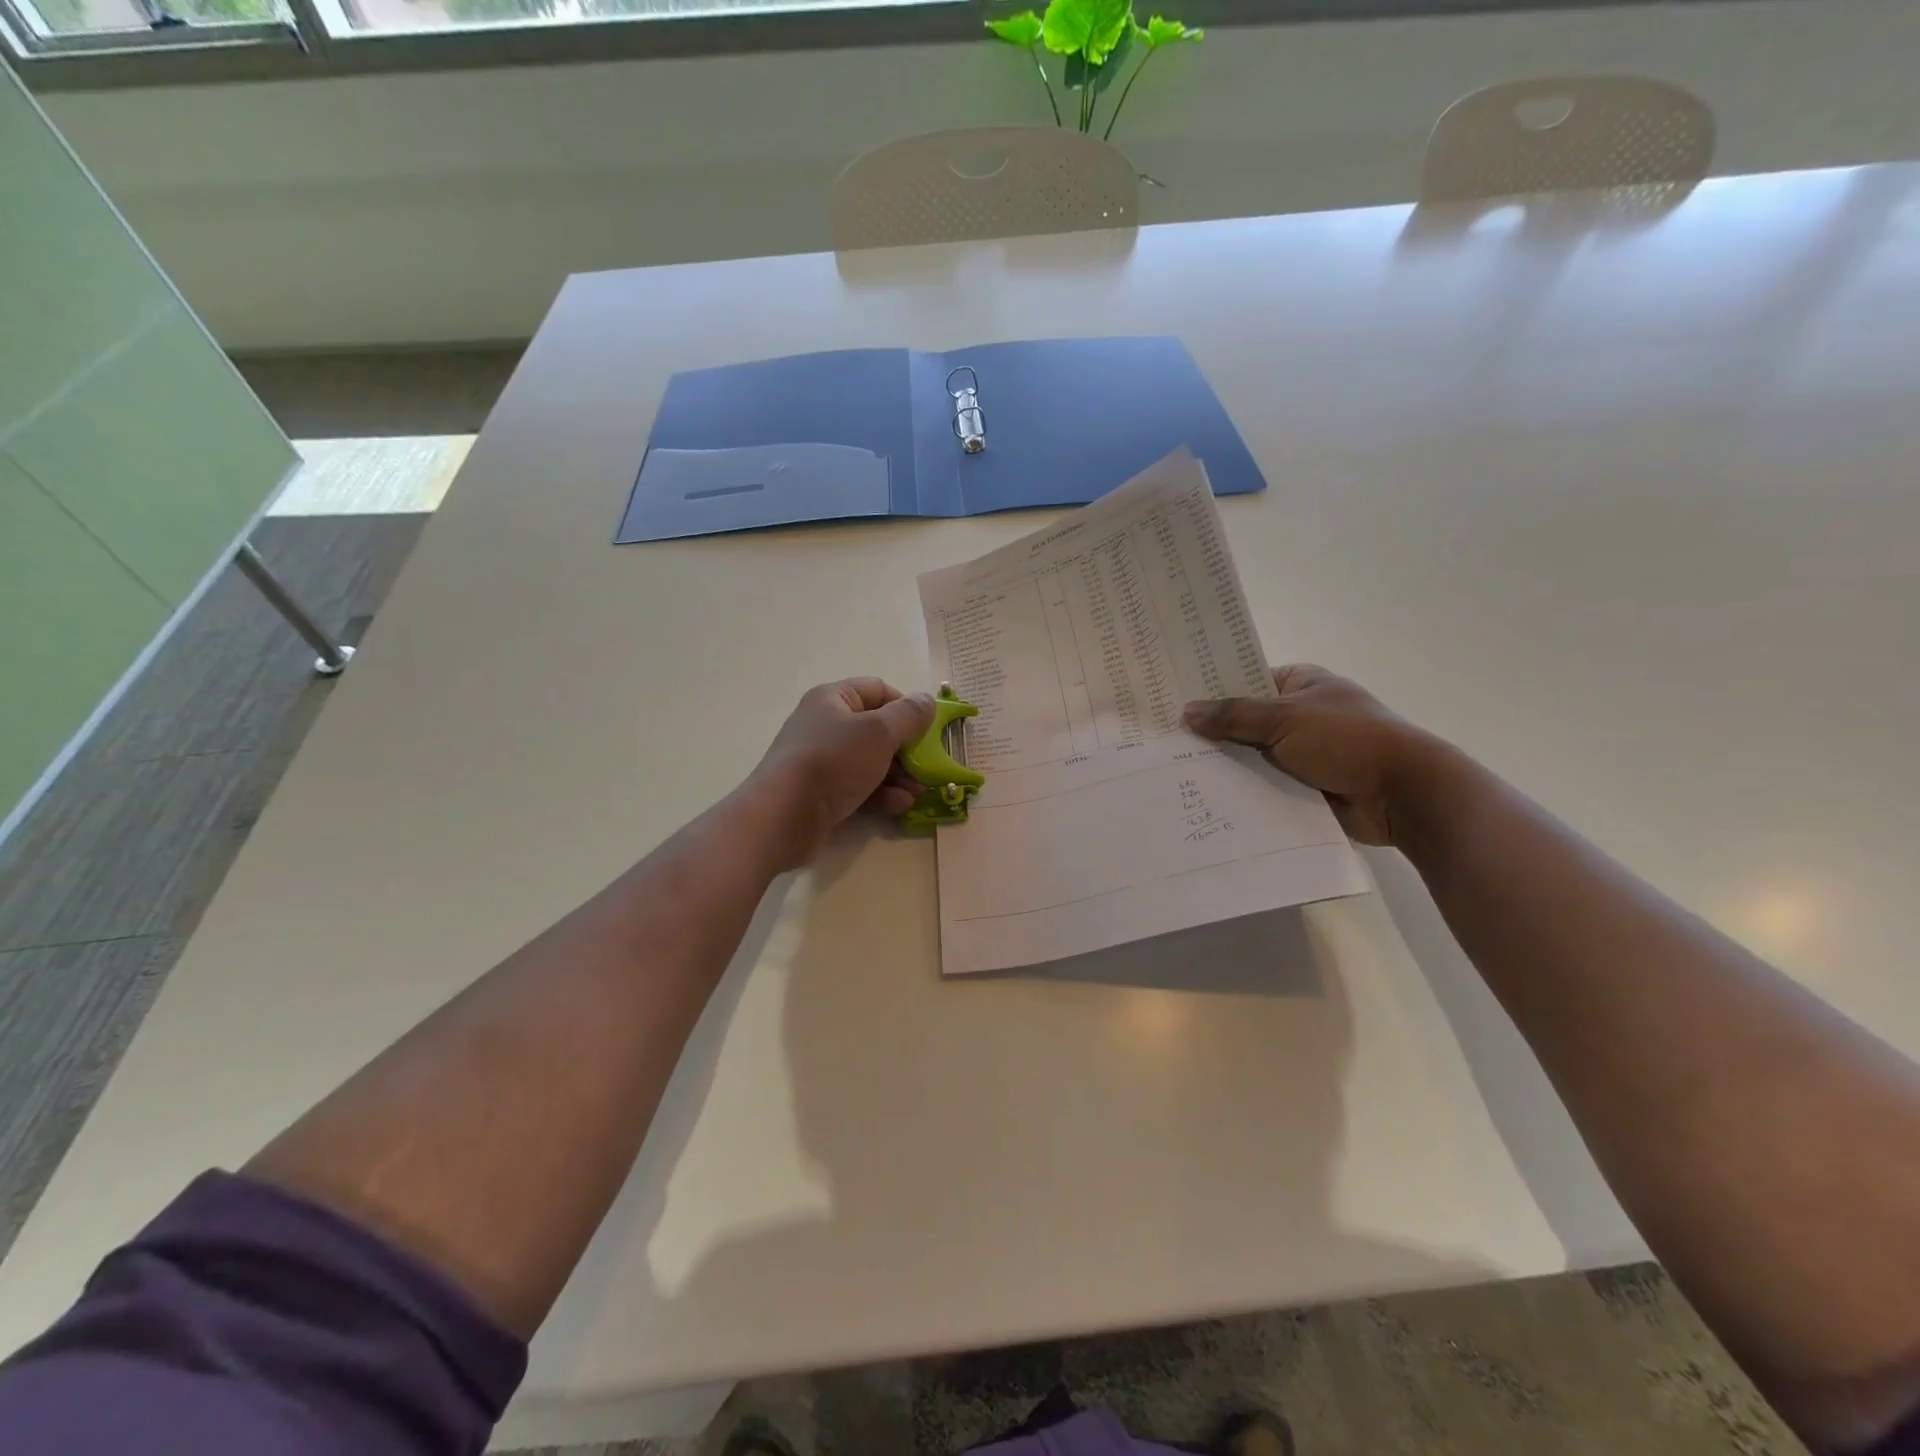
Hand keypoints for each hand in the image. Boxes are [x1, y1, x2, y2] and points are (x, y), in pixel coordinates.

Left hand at [749, 678, 935, 867]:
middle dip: (907, 750)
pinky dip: (882, 795)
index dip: (906, 707)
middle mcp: (826, 725)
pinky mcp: (822, 793)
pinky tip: (900, 807)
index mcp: (834, 699)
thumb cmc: (832, 761)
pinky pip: (859, 787)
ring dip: (900, 776)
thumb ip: (908, 716)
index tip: (928, 730)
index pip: (878, 690)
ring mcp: (823, 761)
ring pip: (871, 762)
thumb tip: (926, 701)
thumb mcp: (879, 732)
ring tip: (919, 793)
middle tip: (928, 768)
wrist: (783, 816)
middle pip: (877, 730)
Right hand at [1181, 664, 1450, 846]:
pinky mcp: (1302, 787)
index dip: (1211, 691)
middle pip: (1244, 722)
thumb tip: (1187, 712)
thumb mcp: (1285, 718)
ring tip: (1171, 773)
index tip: (1172, 702)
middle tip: (1162, 742)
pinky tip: (1203, 797)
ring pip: (1250, 757)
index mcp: (1301, 684)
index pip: (1245, 681)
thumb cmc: (1347, 739)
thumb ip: (1234, 716)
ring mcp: (1302, 753)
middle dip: (1211, 733)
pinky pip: (1262, 786)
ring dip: (1225, 766)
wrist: (1402, 794)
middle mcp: (1299, 715)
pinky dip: (1242, 792)